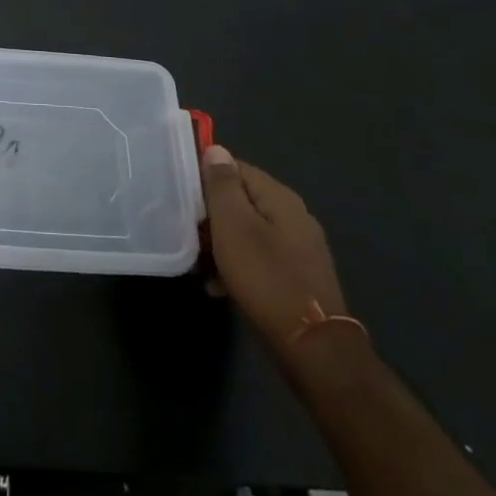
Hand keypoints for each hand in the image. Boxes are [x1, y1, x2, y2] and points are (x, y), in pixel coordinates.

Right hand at [200, 145, 348, 355]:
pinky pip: (259, 258)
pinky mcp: (298, 276)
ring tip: (201, 263)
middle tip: (189, 232)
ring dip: (222, 243)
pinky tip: (220, 286)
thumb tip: (216, 149)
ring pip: (248, 231)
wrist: (312, 346)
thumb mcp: (233, 225)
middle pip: (242, 200)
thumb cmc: (265, 277)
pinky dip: (238, 266)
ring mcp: (299, 248)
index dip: (206, 178)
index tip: (183, 197)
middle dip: (212, 215)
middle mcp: (294, 215)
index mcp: (279, 197)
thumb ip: (223, 184)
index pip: (235, 167)